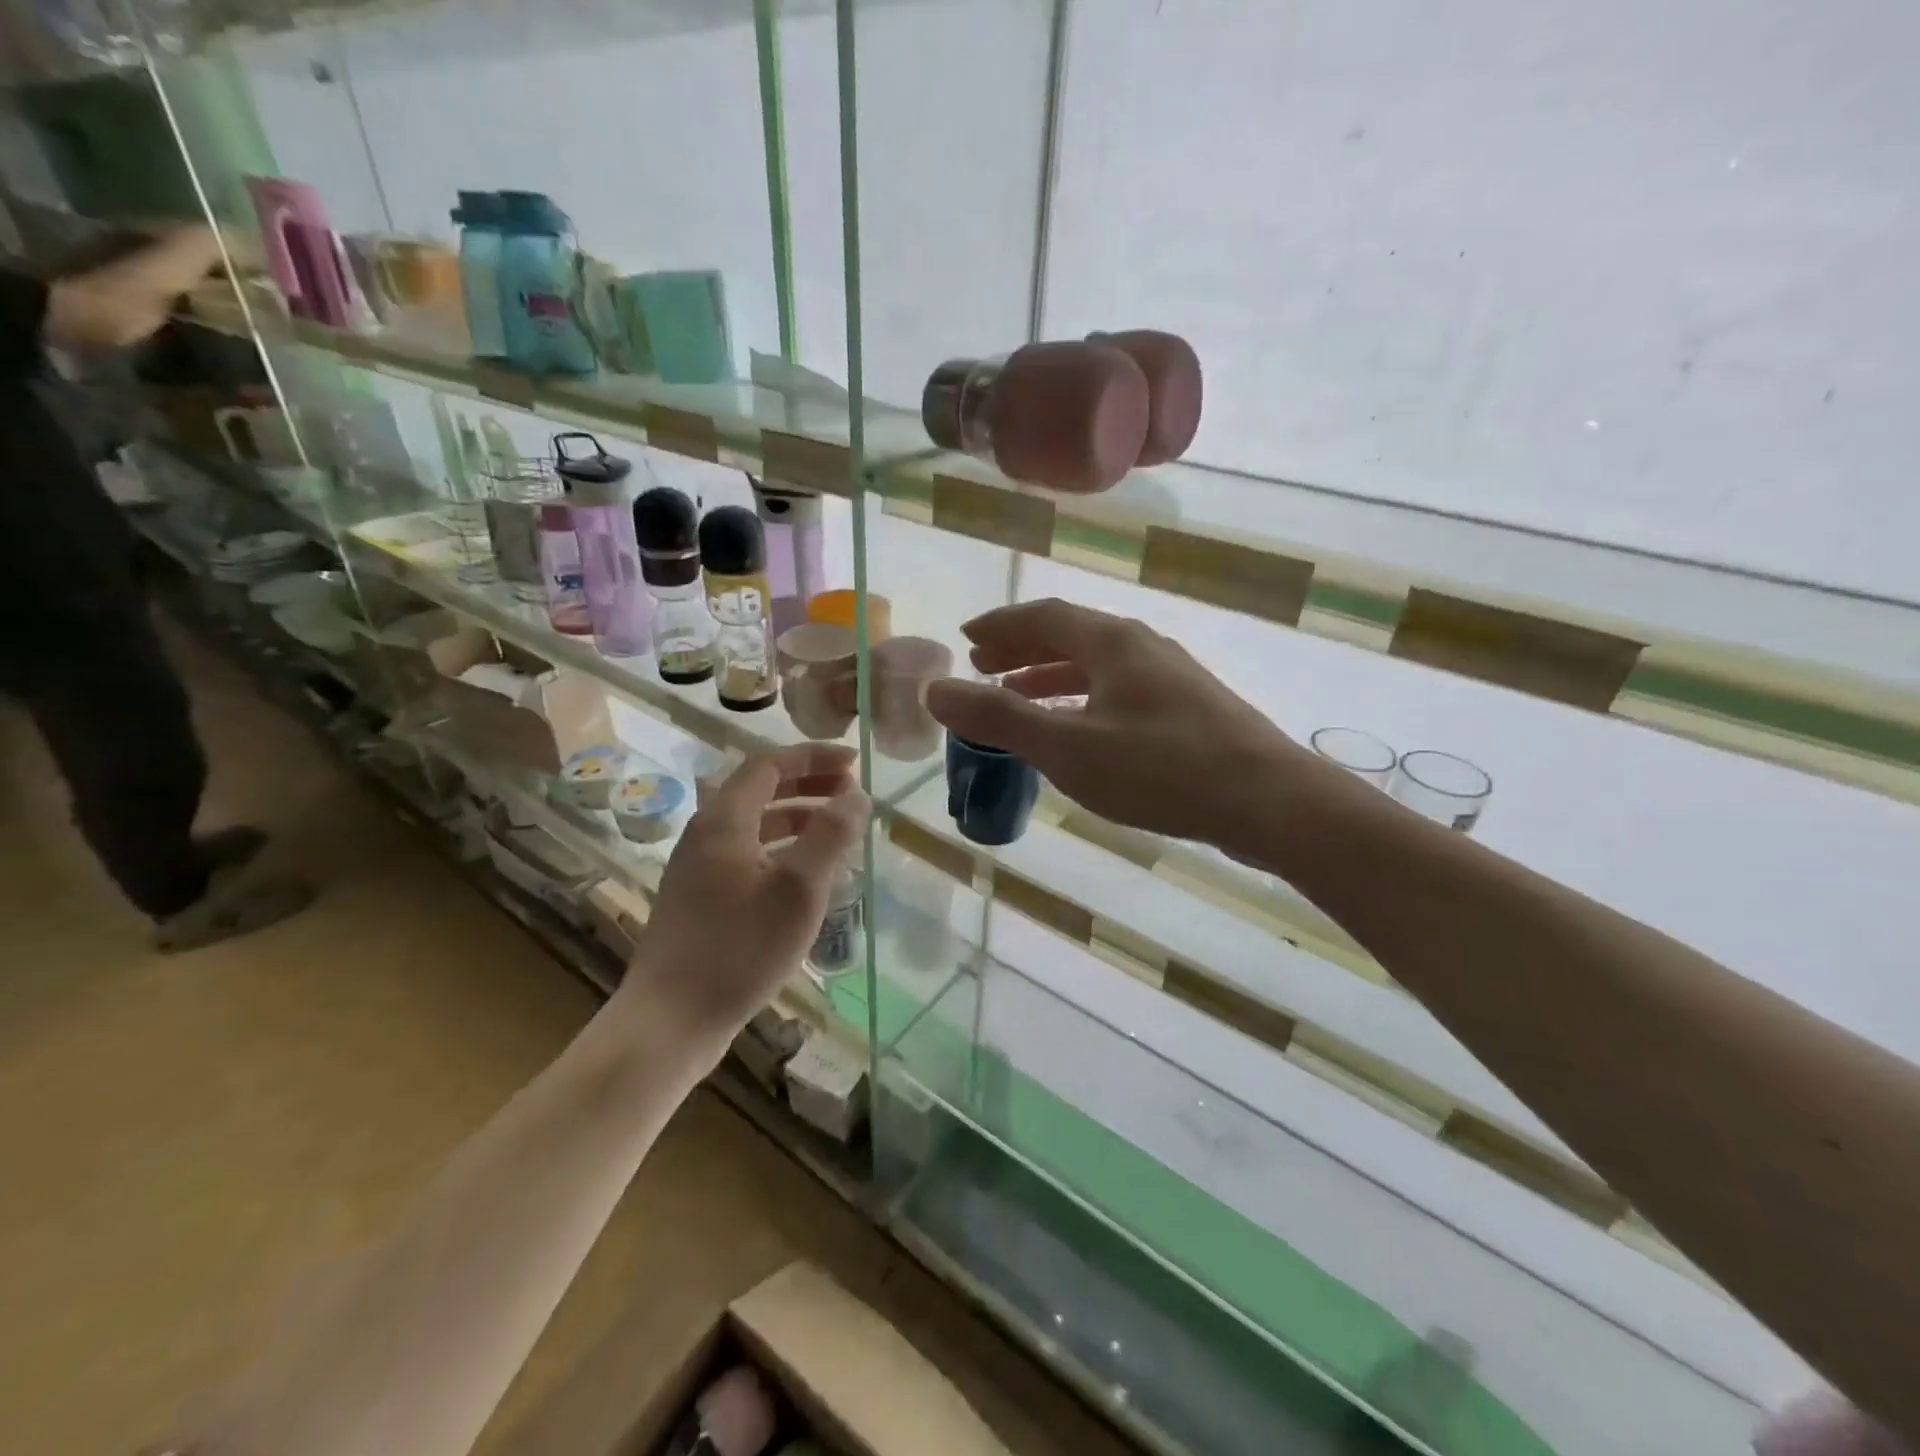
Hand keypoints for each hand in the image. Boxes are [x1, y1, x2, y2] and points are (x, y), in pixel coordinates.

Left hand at [616, 744, 867, 1051]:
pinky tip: (806, 879)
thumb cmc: (739, 950)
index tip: (854, 762)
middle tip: (850, 792)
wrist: (670, 1021)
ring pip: (754, 827)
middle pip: (760, 791)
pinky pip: (748, 857)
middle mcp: (706, 836)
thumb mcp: (798, 890)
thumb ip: (830, 836)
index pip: (769, 765)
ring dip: (797, 818)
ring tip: (837, 831)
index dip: (813, 757)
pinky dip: (782, 851)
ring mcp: (698, 870)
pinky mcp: (700, 902)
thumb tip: (856, 795)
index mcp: (724, 821)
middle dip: (808, 784)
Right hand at [925, 599, 1309, 849]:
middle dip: (1021, 648)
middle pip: (1070, 635)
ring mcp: (1169, 677)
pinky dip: (1082, 700)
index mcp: (1111, 641)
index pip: (1043, 616)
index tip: (966, 639)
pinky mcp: (1187, 709)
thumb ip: (999, 718)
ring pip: (1096, 665)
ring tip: (1017, 699)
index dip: (1000, 625)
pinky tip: (1077, 731)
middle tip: (983, 667)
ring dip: (1050, 676)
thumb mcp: (1067, 747)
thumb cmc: (1160, 769)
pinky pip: (1117, 691)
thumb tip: (935, 691)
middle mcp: (1141, 646)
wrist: (1269, 801)